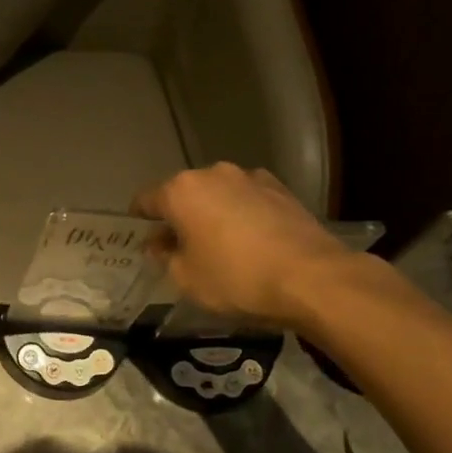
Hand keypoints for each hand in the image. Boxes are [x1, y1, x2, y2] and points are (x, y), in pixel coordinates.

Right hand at [132, 163, 366, 333]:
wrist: (311, 278)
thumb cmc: (236, 278)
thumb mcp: (185, 278)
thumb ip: (165, 256)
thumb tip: (160, 243)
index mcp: (181, 191)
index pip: (145, 200)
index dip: (140, 221)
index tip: (142, 240)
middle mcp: (214, 174)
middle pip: (184, 194)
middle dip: (178, 217)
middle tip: (180, 248)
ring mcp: (251, 178)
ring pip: (218, 195)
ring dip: (212, 215)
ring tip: (219, 246)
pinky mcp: (282, 190)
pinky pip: (247, 201)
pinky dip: (242, 217)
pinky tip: (250, 243)